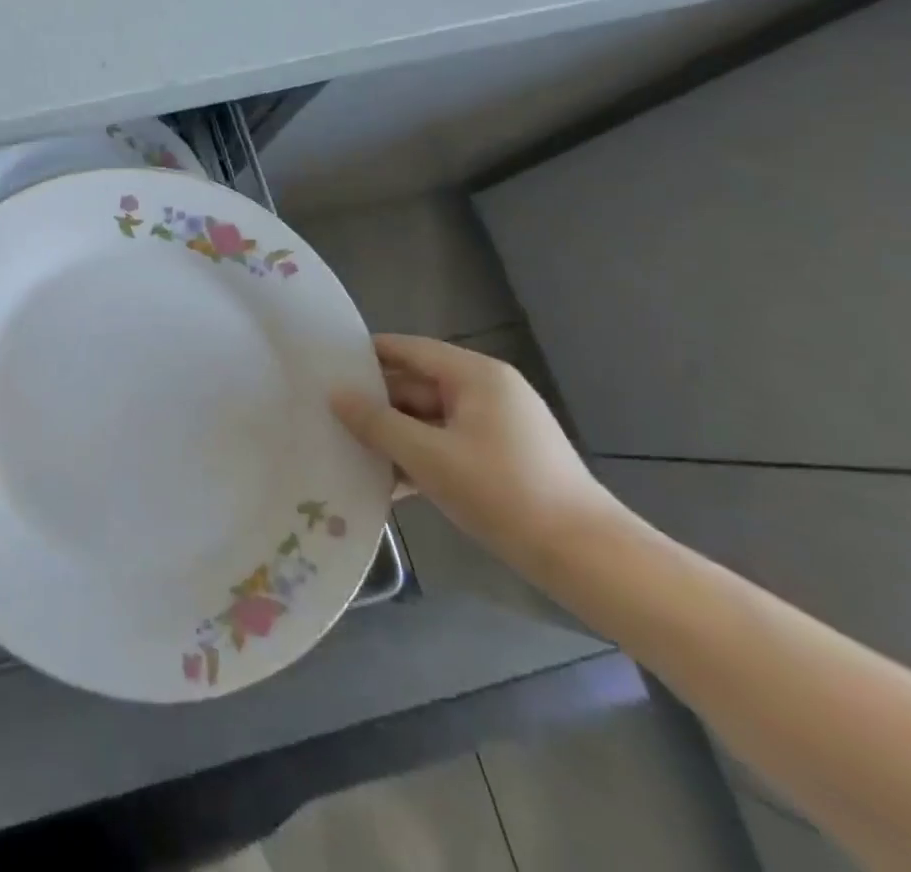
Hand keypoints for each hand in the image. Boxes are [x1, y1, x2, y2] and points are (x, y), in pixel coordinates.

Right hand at [331, 334, 621, 574]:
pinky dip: (418, 458)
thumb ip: (377, 423)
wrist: (589, 561)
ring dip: (393, 436)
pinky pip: (446, 444)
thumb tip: (336, 395)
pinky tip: (386, 484)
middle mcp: (486, 390)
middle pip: (415, 385)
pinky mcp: (501, 458)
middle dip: (374, 403)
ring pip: (427, 419)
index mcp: (474, 375)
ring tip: (346, 451)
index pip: (406, 349)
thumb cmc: (504, 493)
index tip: (321, 366)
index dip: (363, 355)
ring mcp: (496, 426)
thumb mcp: (428, 457)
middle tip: (326, 415)